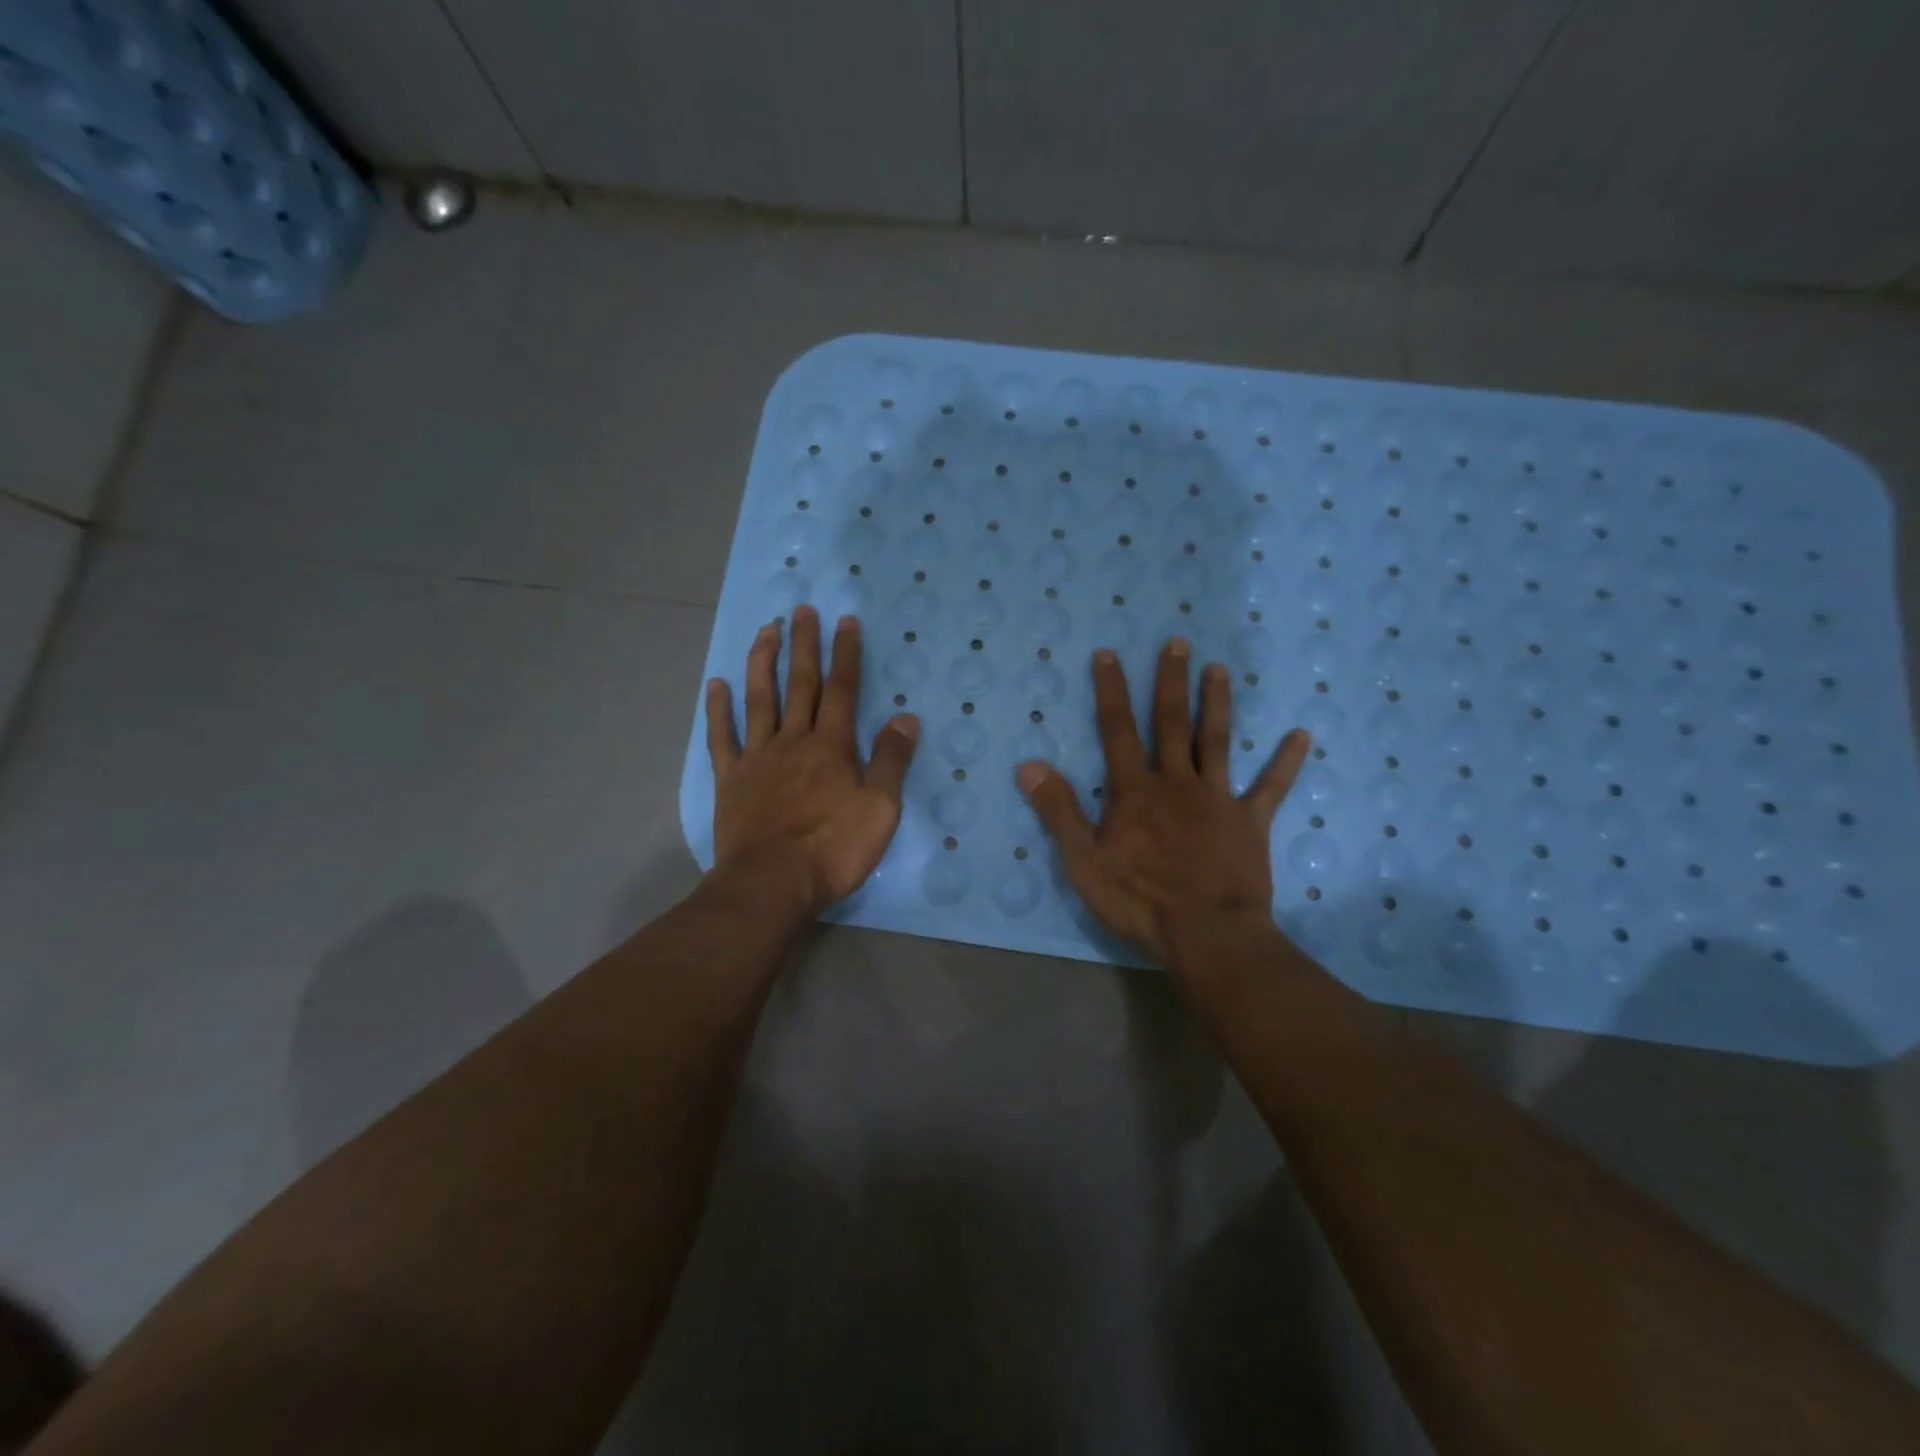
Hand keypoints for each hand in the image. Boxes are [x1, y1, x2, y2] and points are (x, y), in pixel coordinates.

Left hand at [706, 606, 919, 914]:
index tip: (845, 621)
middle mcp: (794, 742)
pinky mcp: (731, 780)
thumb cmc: (833, 849)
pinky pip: (723, 738)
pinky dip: (718, 710)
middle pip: (800, 685)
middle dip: (804, 645)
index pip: (843, 690)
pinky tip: (715, 685)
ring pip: (760, 700)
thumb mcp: (880, 809)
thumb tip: (907, 719)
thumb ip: (892, 761)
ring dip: (762, 662)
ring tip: (765, 630)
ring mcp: (758, 758)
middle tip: (802, 610)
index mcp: (832, 747)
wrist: (772, 883)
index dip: (845, 654)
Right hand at [1016, 639, 1308, 964]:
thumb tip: (1029, 766)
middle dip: (1171, 681)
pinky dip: (1286, 762)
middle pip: (1173, 723)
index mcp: (1135, 791)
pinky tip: (1303, 735)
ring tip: (1220, 669)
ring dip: (1218, 704)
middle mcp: (1177, 782)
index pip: (1118, 730)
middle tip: (1178, 643)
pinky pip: (1271, 788)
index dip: (1111, 691)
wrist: (1207, 934)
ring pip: (1218, 741)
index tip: (1109, 654)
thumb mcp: (1083, 861)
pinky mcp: (1250, 822)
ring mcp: (1218, 799)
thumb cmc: (1139, 900)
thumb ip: (1058, 811)